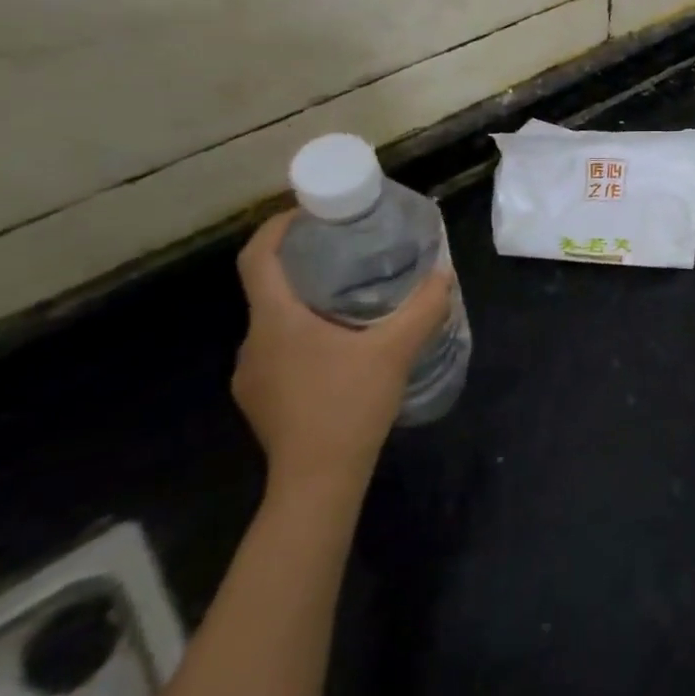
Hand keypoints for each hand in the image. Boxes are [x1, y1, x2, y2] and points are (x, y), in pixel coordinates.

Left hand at [232, 211, 454, 499]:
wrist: (317, 482)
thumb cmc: (349, 405)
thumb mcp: (396, 349)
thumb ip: (423, 306)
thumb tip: (443, 273)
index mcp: (276, 320)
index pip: (257, 257)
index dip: (277, 227)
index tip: (310, 213)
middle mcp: (253, 342)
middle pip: (268, 286)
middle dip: (303, 263)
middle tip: (346, 252)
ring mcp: (251, 374)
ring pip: (274, 321)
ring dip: (304, 303)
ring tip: (348, 298)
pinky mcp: (258, 398)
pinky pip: (277, 349)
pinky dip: (302, 334)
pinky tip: (338, 349)